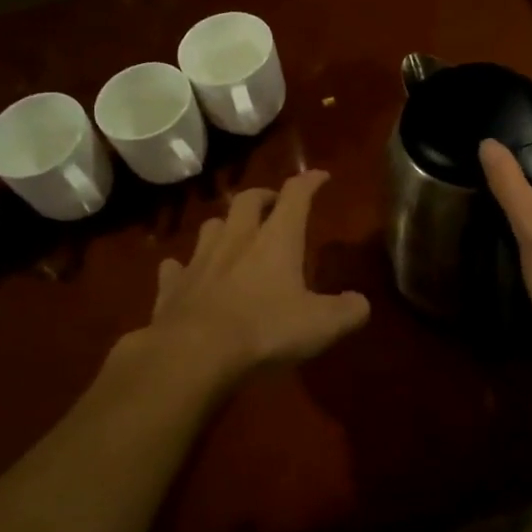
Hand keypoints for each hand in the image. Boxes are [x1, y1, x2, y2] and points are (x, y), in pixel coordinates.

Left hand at [144, 170, 369, 383]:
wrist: (193, 354)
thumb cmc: (264, 331)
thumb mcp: (322, 325)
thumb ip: (348, 311)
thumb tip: (359, 303)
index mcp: (276, 240)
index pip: (296, 195)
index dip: (310, 182)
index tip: (320, 177)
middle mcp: (237, 239)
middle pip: (248, 200)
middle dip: (263, 196)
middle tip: (273, 205)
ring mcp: (200, 260)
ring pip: (211, 226)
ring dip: (225, 225)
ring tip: (234, 236)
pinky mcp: (172, 286)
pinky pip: (176, 266)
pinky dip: (184, 266)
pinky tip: (187, 273)